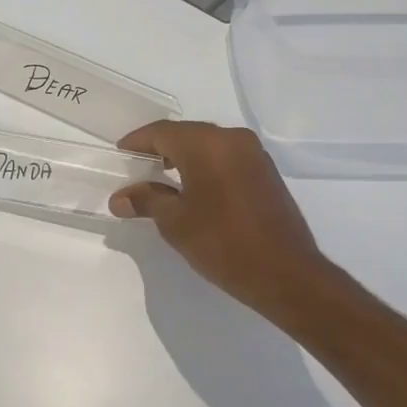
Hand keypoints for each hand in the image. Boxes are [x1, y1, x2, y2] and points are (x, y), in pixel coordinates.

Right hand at [111, 121, 335, 314]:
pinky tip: (195, 189)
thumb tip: (119, 197)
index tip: (120, 154)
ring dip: (184, 157)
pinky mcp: (266, 172)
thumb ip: (146, 201)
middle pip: (186, 134)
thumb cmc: (223, 243)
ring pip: (209, 145)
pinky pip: (227, 158)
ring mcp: (254, 154)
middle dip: (160, 148)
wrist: (286, 274)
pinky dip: (206, 166)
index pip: (162, 132)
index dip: (137, 141)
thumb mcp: (175, 222)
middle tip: (138, 167)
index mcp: (206, 144)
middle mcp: (232, 139)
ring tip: (162, 180)